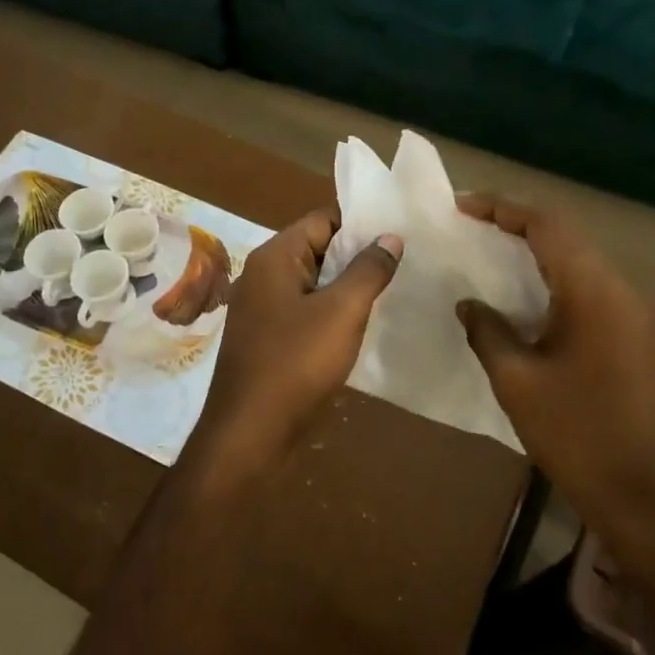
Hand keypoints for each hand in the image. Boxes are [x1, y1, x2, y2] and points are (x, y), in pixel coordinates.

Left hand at [190, 208, 401, 472]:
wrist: (249, 434)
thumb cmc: (295, 363)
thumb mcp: (342, 312)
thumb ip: (368, 270)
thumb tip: (390, 236)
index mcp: (275, 257)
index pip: (322, 220)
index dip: (360, 224)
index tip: (399, 235)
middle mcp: (264, 275)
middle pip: (318, 249)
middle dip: (358, 256)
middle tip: (405, 264)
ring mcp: (263, 309)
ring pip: (314, 284)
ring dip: (347, 288)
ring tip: (393, 292)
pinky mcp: (269, 340)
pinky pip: (306, 313)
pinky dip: (332, 314)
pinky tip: (363, 327)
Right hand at [454, 193, 654, 552]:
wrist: (641, 494)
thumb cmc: (575, 434)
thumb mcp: (516, 380)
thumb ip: (487, 330)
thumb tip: (469, 303)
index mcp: (593, 291)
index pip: (546, 226)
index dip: (502, 208)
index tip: (461, 207)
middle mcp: (620, 288)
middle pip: (565, 235)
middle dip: (516, 223)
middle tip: (470, 224)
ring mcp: (633, 311)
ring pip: (578, 258)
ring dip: (535, 249)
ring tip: (490, 249)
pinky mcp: (634, 333)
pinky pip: (589, 285)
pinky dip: (553, 276)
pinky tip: (524, 293)